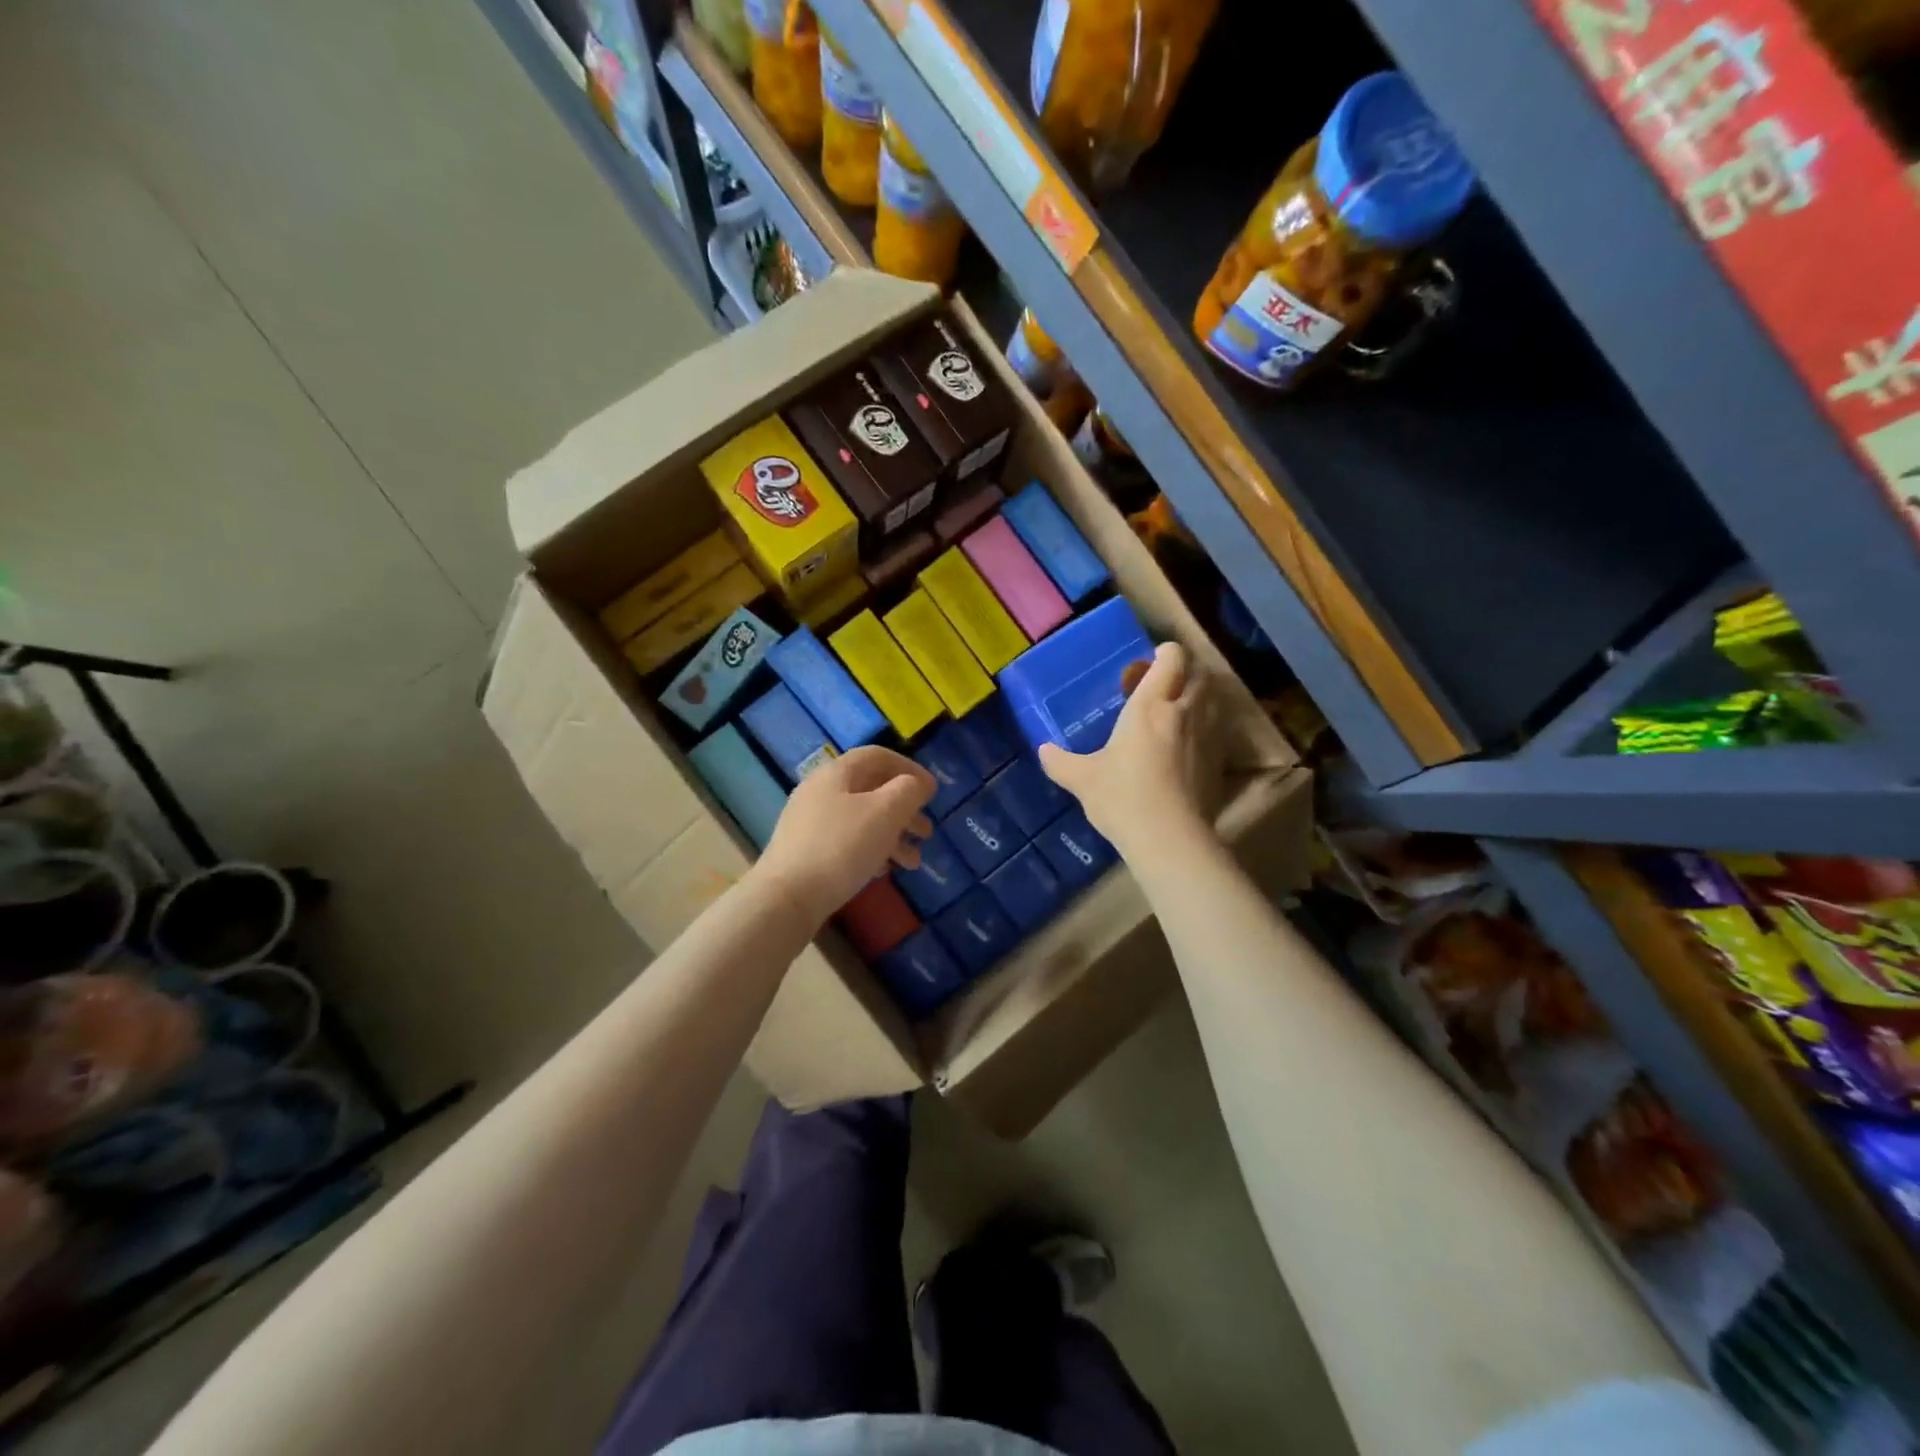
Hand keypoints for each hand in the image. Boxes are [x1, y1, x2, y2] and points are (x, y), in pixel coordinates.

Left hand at [754, 746, 935, 928]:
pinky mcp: (806, 852)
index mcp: (836, 773)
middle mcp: (820, 791)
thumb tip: (918, 784)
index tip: (932, 792)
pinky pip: (846, 842)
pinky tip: (883, 871)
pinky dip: (871, 851)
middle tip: (926, 832)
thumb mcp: (885, 812)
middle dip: (904, 810)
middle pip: (871, 790)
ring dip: (892, 836)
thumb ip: (908, 791)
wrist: (787, 898)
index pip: (878, 756)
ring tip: (913, 863)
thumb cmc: (841, 847)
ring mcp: (810, 823)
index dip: (910, 768)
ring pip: (861, 819)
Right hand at [1038, 641, 1218, 854]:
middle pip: (1199, 673)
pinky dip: (1206, 727)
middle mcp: (1184, 711)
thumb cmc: (1122, 797)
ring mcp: (1207, 736)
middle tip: (1161, 687)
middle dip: (1184, 673)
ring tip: (1176, 712)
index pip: (1171, 658)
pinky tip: (1188, 746)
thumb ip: (1060, 762)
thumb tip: (1043, 750)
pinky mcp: (1219, 761)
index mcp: (1150, 705)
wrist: (1169, 838)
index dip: (1164, 653)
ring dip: (1198, 697)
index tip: (1148, 664)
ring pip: (1213, 699)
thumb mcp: (1082, 779)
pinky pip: (1217, 730)